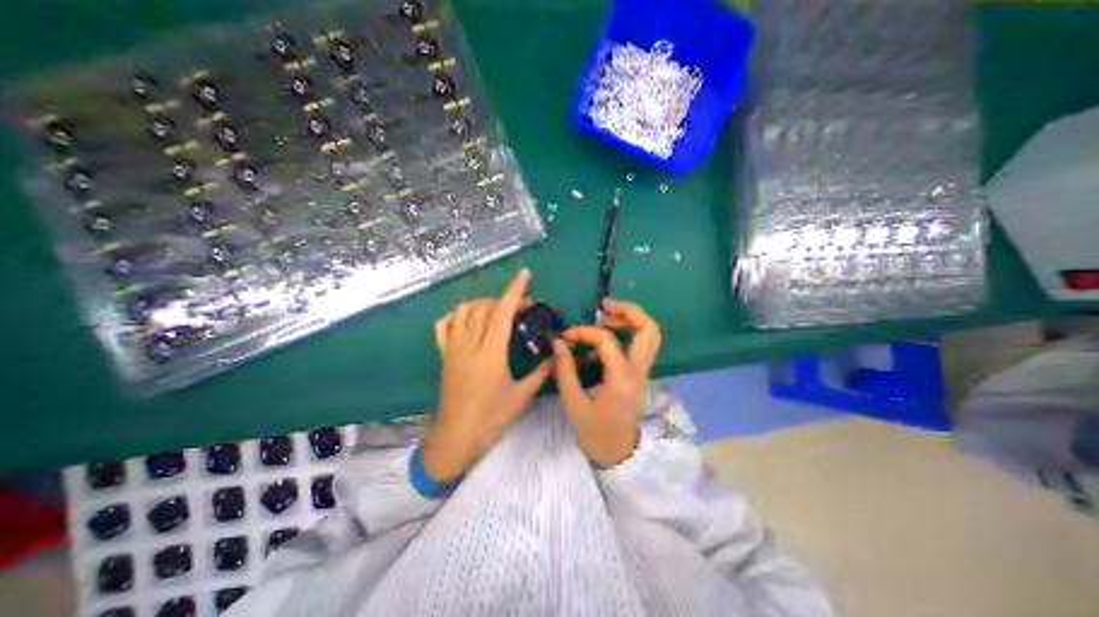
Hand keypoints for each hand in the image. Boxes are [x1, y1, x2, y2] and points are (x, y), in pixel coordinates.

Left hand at [424, 266, 554, 481]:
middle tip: (522, 307)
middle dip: (505, 299)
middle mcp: (471, 342)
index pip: (503, 311)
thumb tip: (557, 355)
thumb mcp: (522, 395)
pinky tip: (467, 320)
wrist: (457, 434)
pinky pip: (444, 325)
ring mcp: (454, 347)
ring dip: (482, 304)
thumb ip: (542, 372)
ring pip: (464, 310)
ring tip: (496, 312)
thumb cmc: (491, 416)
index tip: (525, 274)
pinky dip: (455, 315)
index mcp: (492, 350)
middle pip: (486, 307)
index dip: (515, 290)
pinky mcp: (444, 354)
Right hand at [550, 299, 659, 465]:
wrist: (619, 454)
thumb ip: (565, 370)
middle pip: (648, 328)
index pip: (607, 340)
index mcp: (621, 379)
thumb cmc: (595, 432)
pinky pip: (642, 343)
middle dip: (627, 310)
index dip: (584, 332)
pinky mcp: (641, 373)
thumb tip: (558, 342)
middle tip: (603, 307)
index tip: (566, 336)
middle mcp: (639, 371)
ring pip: (650, 334)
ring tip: (605, 316)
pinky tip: (606, 337)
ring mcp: (644, 371)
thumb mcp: (573, 404)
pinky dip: (629, 331)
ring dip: (630, 319)